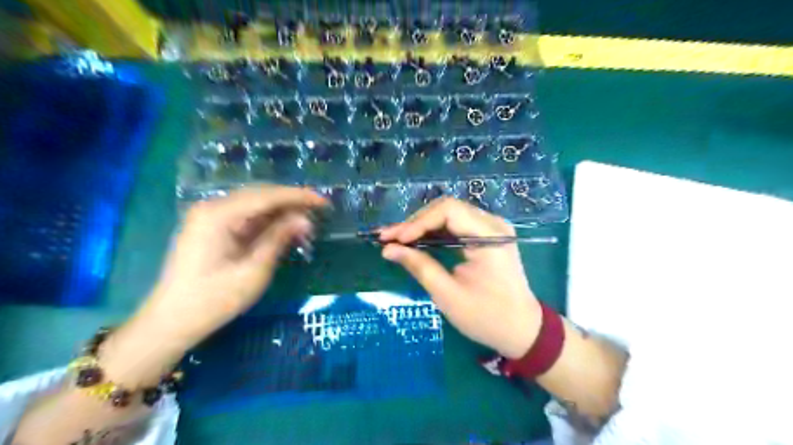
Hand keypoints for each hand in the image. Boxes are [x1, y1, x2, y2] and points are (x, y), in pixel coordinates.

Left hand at [101, 186, 324, 384]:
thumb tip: (305, 219)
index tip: (323, 202)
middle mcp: (212, 208)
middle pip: (260, 195)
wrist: (171, 321)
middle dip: (292, 201)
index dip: (298, 196)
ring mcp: (210, 217)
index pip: (267, 196)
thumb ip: (278, 239)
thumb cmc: (213, 300)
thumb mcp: (253, 271)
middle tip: (319, 209)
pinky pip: (246, 216)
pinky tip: (284, 227)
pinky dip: (268, 220)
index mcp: (218, 215)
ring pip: (254, 204)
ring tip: (307, 219)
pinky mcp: (212, 228)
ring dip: (281, 210)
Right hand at [382, 196, 542, 357]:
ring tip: (397, 239)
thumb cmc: (487, 317)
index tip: (393, 240)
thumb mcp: (448, 295)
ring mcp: (492, 228)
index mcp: (489, 236)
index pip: (448, 211)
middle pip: (448, 209)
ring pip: (450, 215)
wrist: (522, 330)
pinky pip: (457, 225)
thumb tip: (388, 249)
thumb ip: (419, 266)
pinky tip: (417, 241)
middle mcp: (493, 224)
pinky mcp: (487, 236)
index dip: (417, 222)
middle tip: (389, 239)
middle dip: (416, 223)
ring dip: (423, 226)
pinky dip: (435, 232)